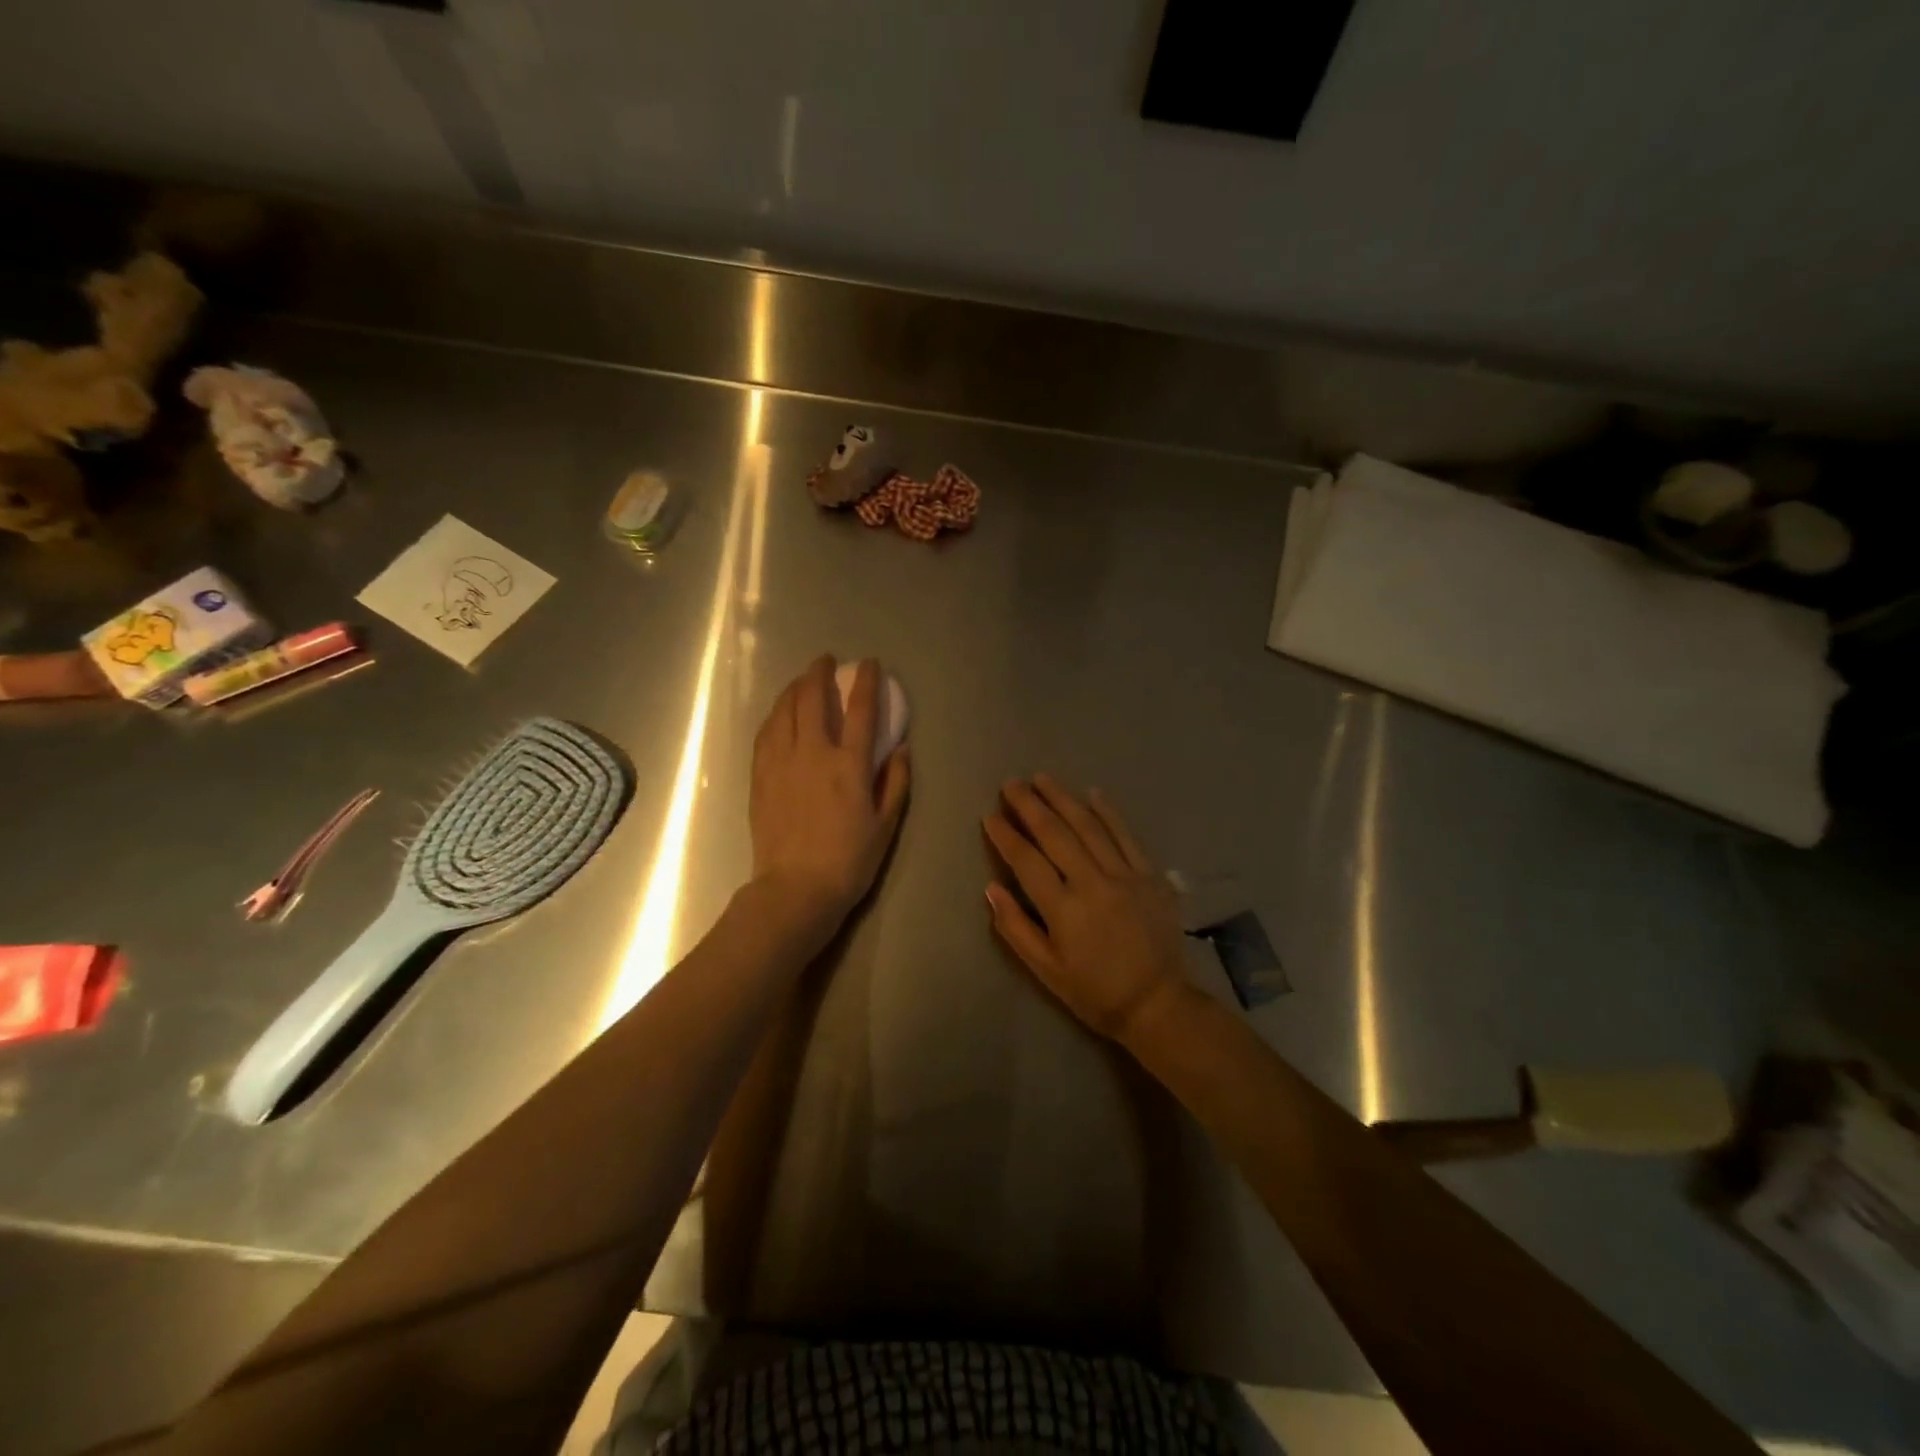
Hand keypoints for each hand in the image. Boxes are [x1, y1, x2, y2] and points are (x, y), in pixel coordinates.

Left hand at [751, 656, 909, 935]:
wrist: (795, 890)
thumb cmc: (849, 861)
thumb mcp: (886, 825)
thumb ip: (895, 782)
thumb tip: (900, 749)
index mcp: (849, 765)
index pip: (860, 709)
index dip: (866, 681)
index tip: (869, 663)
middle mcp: (813, 753)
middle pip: (812, 698)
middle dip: (819, 673)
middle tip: (825, 661)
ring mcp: (781, 762)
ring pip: (784, 710)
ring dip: (794, 688)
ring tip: (801, 680)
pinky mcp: (760, 776)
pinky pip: (766, 733)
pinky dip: (775, 714)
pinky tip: (779, 713)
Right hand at [983, 777, 1186, 1042]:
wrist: (1157, 1003)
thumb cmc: (1094, 991)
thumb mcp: (1046, 969)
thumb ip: (1016, 927)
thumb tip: (991, 888)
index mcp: (1063, 908)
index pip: (1026, 861)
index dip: (1005, 836)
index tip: (989, 815)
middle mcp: (1092, 883)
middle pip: (1055, 834)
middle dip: (1030, 805)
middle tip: (1011, 784)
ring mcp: (1125, 875)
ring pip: (1089, 827)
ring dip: (1064, 799)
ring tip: (1043, 778)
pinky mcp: (1150, 876)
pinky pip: (1126, 836)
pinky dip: (1109, 813)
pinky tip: (1093, 793)